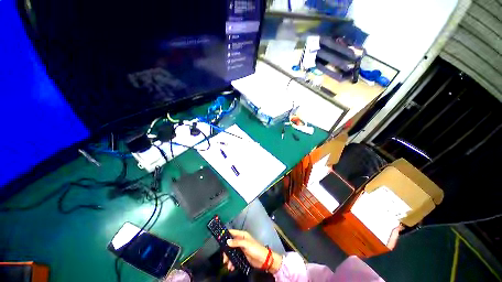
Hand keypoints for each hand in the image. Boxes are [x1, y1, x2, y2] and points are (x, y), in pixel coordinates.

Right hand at [222, 230, 281, 273]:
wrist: (263, 260)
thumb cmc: (255, 249)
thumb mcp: (246, 244)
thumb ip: (237, 242)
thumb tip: (227, 241)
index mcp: (242, 235)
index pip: (232, 232)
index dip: (226, 235)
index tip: (219, 239)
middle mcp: (241, 240)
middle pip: (230, 244)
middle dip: (226, 251)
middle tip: (224, 259)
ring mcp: (241, 248)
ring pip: (231, 252)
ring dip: (229, 259)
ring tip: (228, 265)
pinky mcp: (242, 256)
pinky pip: (235, 258)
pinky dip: (232, 262)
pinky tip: (231, 267)